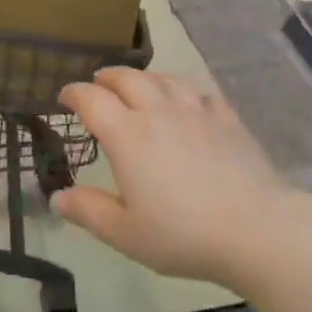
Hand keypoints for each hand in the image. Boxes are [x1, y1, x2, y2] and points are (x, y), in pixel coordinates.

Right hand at [56, 68, 282, 284]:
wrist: (255, 229)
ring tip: (138, 85)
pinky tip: (186, 101)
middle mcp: (156, 111)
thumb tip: (57, 197)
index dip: (74, 93)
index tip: (65, 97)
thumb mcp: (126, 234)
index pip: (91, 99)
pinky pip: (198, 91)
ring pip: (163, 78)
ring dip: (143, 77)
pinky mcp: (225, 117)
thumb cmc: (183, 234)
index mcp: (126, 134)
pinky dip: (182, 90)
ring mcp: (194, 110)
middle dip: (107, 78)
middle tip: (99, 85)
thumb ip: (89, 212)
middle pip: (126, 78)